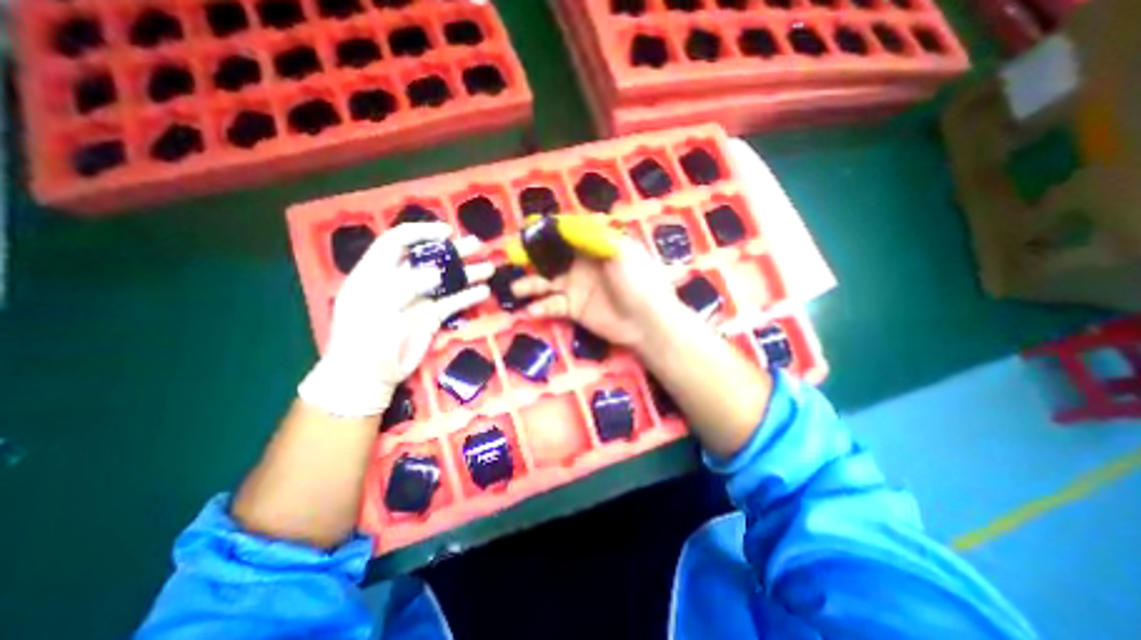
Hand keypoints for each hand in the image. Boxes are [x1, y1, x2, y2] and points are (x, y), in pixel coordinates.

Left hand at [297, 222, 489, 416]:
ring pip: (446, 280)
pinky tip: (483, 292)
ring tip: (488, 268)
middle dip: (452, 250)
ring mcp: (419, 299)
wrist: (370, 376)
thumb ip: (405, 287)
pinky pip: (452, 302)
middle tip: (477, 245)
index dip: (421, 233)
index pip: (398, 242)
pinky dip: (467, 296)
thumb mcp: (376, 309)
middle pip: (428, 259)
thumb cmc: (363, 340)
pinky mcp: (432, 316)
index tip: (446, 232)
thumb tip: (436, 273)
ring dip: (466, 273)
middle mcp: (400, 281)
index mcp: (377, 273)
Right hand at [510, 229, 684, 347]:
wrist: (647, 320)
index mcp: (594, 246)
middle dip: (532, 257)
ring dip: (530, 284)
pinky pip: (552, 305)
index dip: (547, 230)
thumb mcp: (620, 250)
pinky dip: (541, 307)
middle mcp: (581, 264)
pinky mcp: (573, 309)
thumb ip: (591, 236)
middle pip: (551, 257)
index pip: (566, 233)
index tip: (527, 228)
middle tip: (512, 258)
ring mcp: (576, 287)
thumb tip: (563, 223)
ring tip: (517, 289)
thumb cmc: (638, 280)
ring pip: (547, 282)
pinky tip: (532, 310)